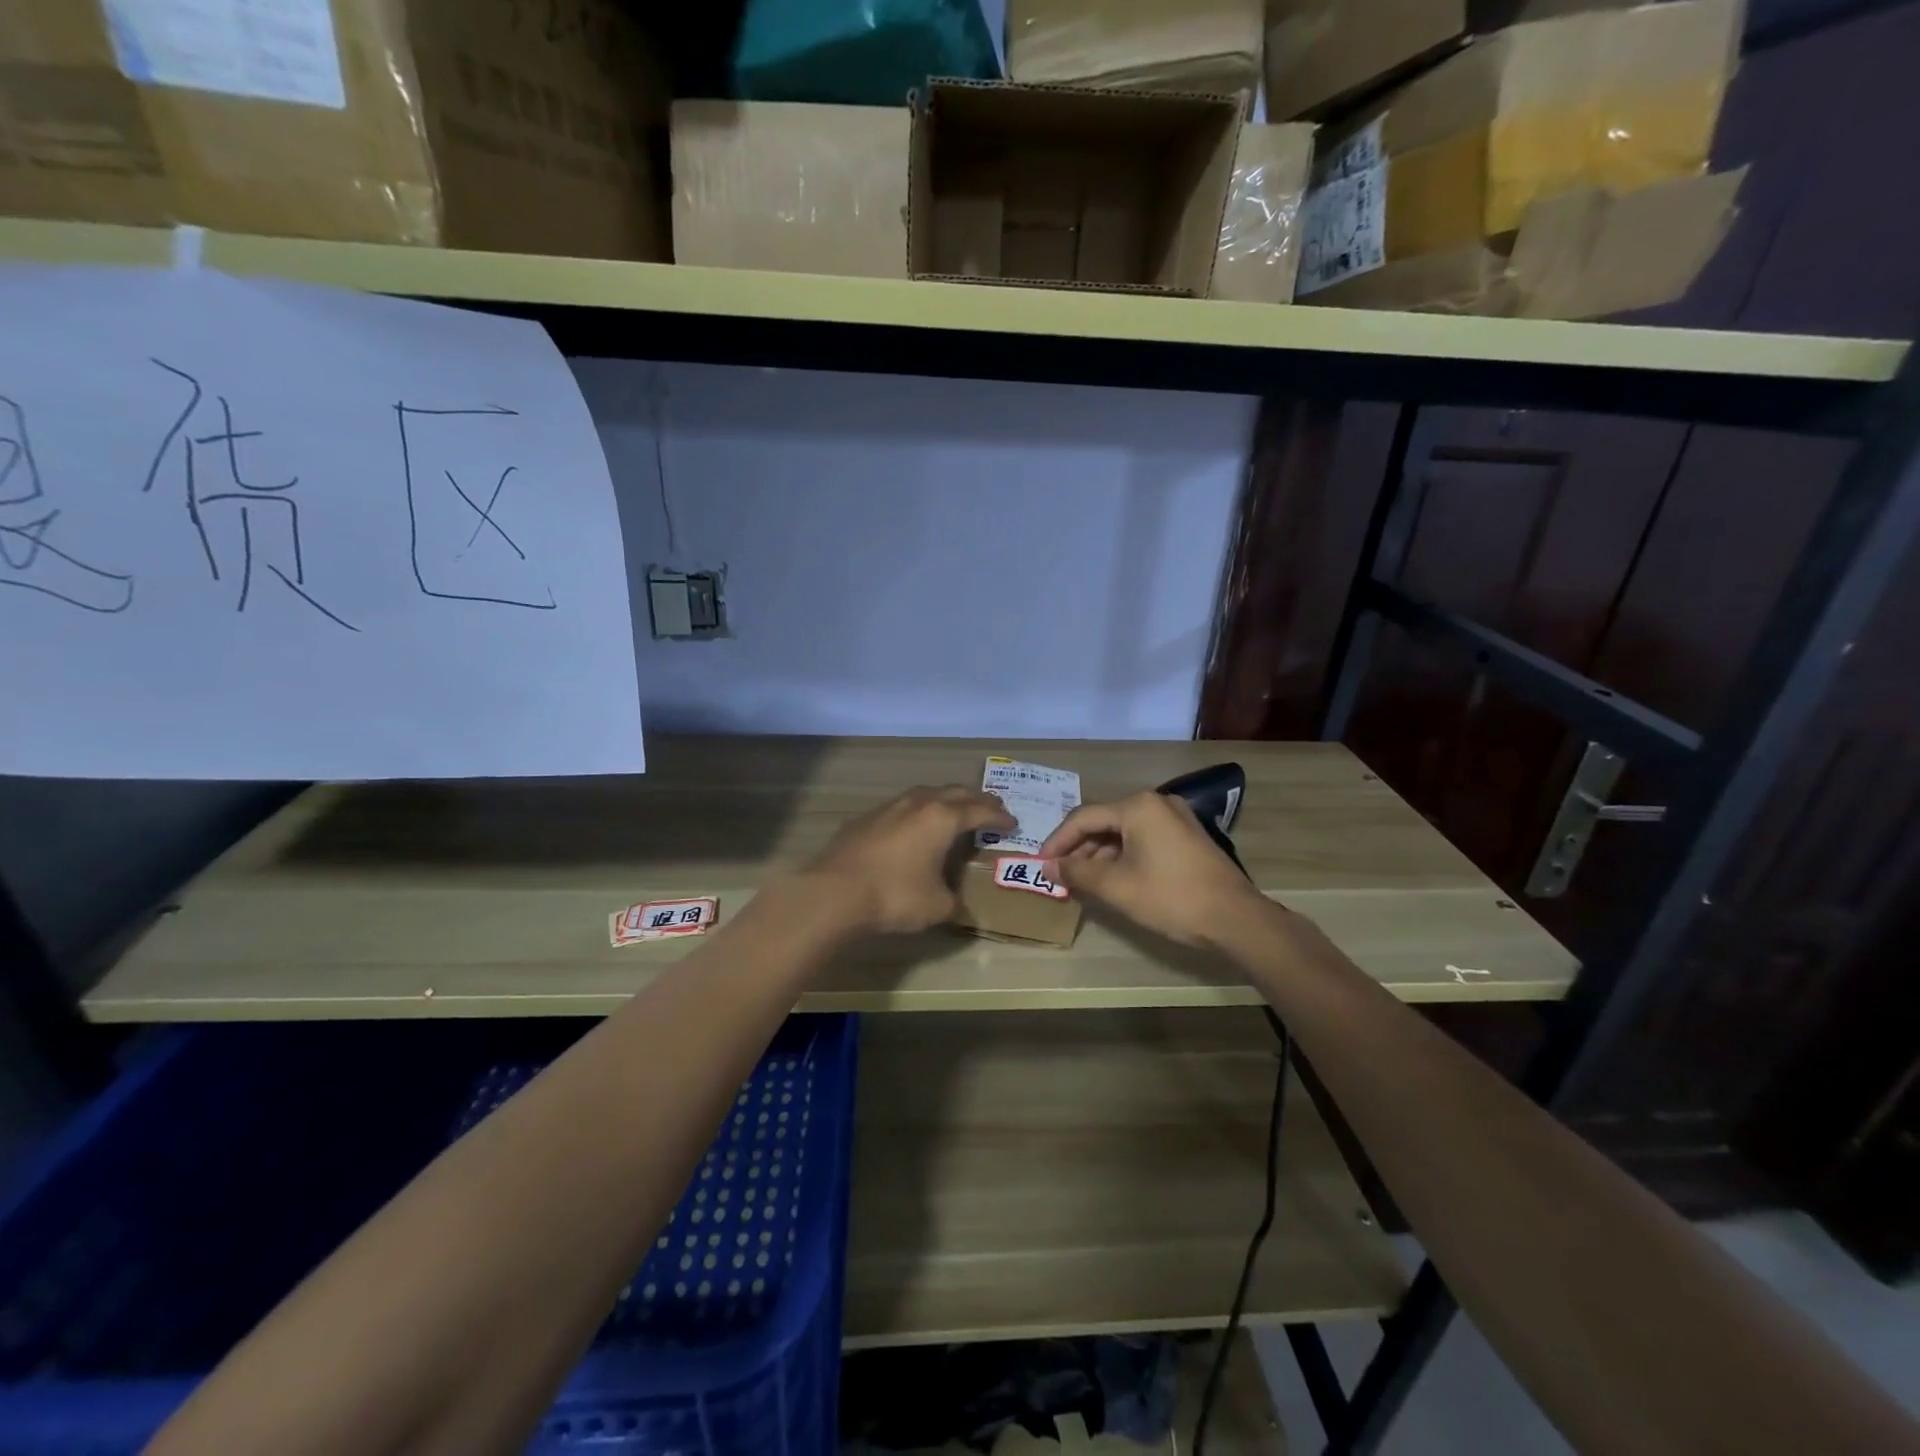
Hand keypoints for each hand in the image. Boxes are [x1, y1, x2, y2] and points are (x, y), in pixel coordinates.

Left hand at [806, 785, 1014, 934]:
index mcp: (943, 819)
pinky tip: (913, 826)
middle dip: (976, 800)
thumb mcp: (936, 906)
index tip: (1012, 822)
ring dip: (945, 799)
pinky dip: (917, 812)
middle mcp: (918, 804)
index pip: (979, 812)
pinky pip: (901, 807)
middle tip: (990, 808)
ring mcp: (888, 808)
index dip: (998, 817)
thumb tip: (956, 902)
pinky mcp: (865, 819)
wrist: (834, 892)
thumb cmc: (895, 896)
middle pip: (955, 792)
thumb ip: (954, 901)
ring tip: (954, 809)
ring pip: (925, 794)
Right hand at [1038, 791, 1268, 946]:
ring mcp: (1174, 818)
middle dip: (1078, 848)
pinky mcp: (1186, 836)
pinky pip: (1142, 839)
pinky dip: (1122, 856)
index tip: (1041, 864)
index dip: (1058, 841)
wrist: (1235, 918)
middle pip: (1104, 821)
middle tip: (1059, 874)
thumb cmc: (1171, 897)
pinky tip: (1111, 879)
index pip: (1083, 818)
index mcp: (1137, 806)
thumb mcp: (1116, 886)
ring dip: (1099, 854)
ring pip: (1123, 832)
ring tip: (1081, 881)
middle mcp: (1155, 803)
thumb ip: (1077, 872)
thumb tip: (1049, 867)